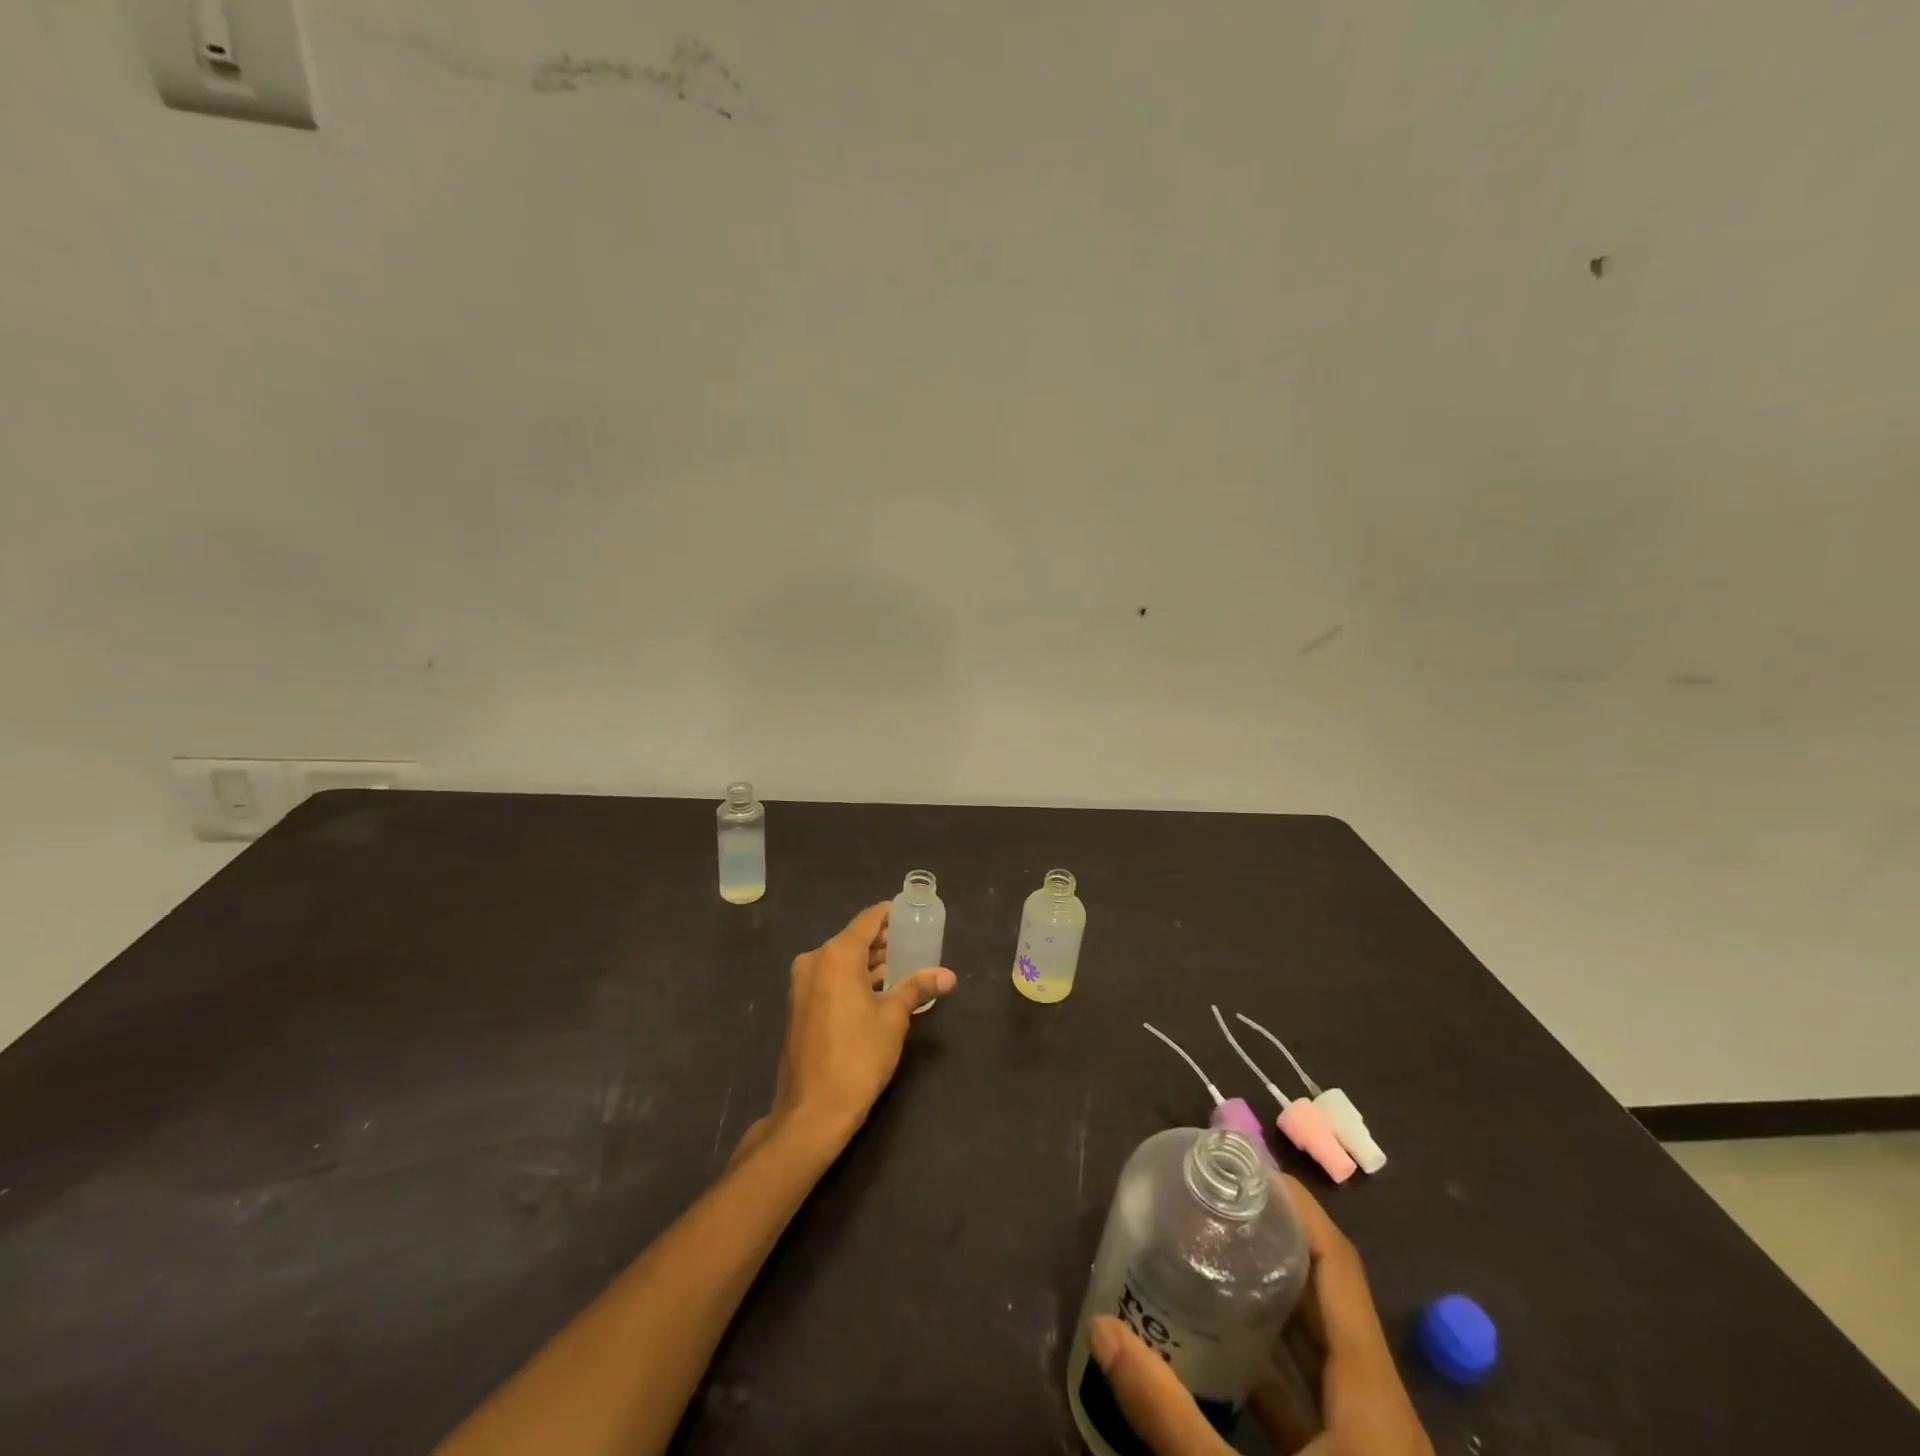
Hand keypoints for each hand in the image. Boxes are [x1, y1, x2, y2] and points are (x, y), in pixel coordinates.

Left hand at [730, 902, 955, 1159]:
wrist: (812, 1111)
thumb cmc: (857, 1056)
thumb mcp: (893, 1019)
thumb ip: (917, 988)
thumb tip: (949, 975)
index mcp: (836, 955)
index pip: (868, 920)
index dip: (891, 914)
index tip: (913, 913)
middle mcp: (814, 961)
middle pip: (854, 940)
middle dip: (884, 942)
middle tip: (916, 943)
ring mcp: (803, 984)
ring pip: (842, 961)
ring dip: (870, 963)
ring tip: (905, 967)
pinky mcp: (800, 1006)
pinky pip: (831, 979)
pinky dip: (854, 979)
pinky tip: (880, 991)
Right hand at [1085, 1176, 1431, 1455]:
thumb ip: (1171, 1418)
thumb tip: (1103, 1331)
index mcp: (1371, 1398)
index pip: (1338, 1267)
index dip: (1299, 1210)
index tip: (1247, 1169)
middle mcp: (1380, 1412)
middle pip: (1327, 1303)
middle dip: (1273, 1250)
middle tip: (1211, 1209)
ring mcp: (1372, 1450)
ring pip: (1322, 1356)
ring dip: (1271, 1310)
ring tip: (1208, 1267)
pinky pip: (1315, 1405)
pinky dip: (1272, 1373)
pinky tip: (1224, 1366)